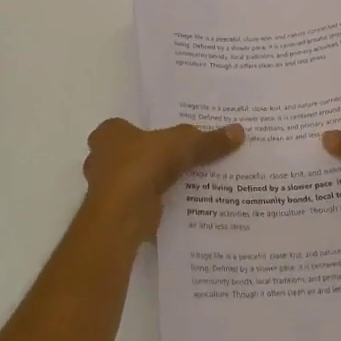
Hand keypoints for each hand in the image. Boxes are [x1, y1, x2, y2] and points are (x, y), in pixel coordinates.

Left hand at [81, 118, 244, 242]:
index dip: (146, 131)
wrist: (123, 213)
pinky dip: (154, 203)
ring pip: (134, 180)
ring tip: (183, 182)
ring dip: (152, 183)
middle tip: (179, 158)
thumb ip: (209, 140)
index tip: (167, 138)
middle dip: (149, 158)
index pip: (126, 127)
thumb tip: (239, 131)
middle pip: (129, 154)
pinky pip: (139, 202)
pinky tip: (175, 204)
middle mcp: (100, 158)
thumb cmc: (144, 164)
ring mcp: (105, 188)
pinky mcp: (115, 212)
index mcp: (109, 133)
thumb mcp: (185, 144)